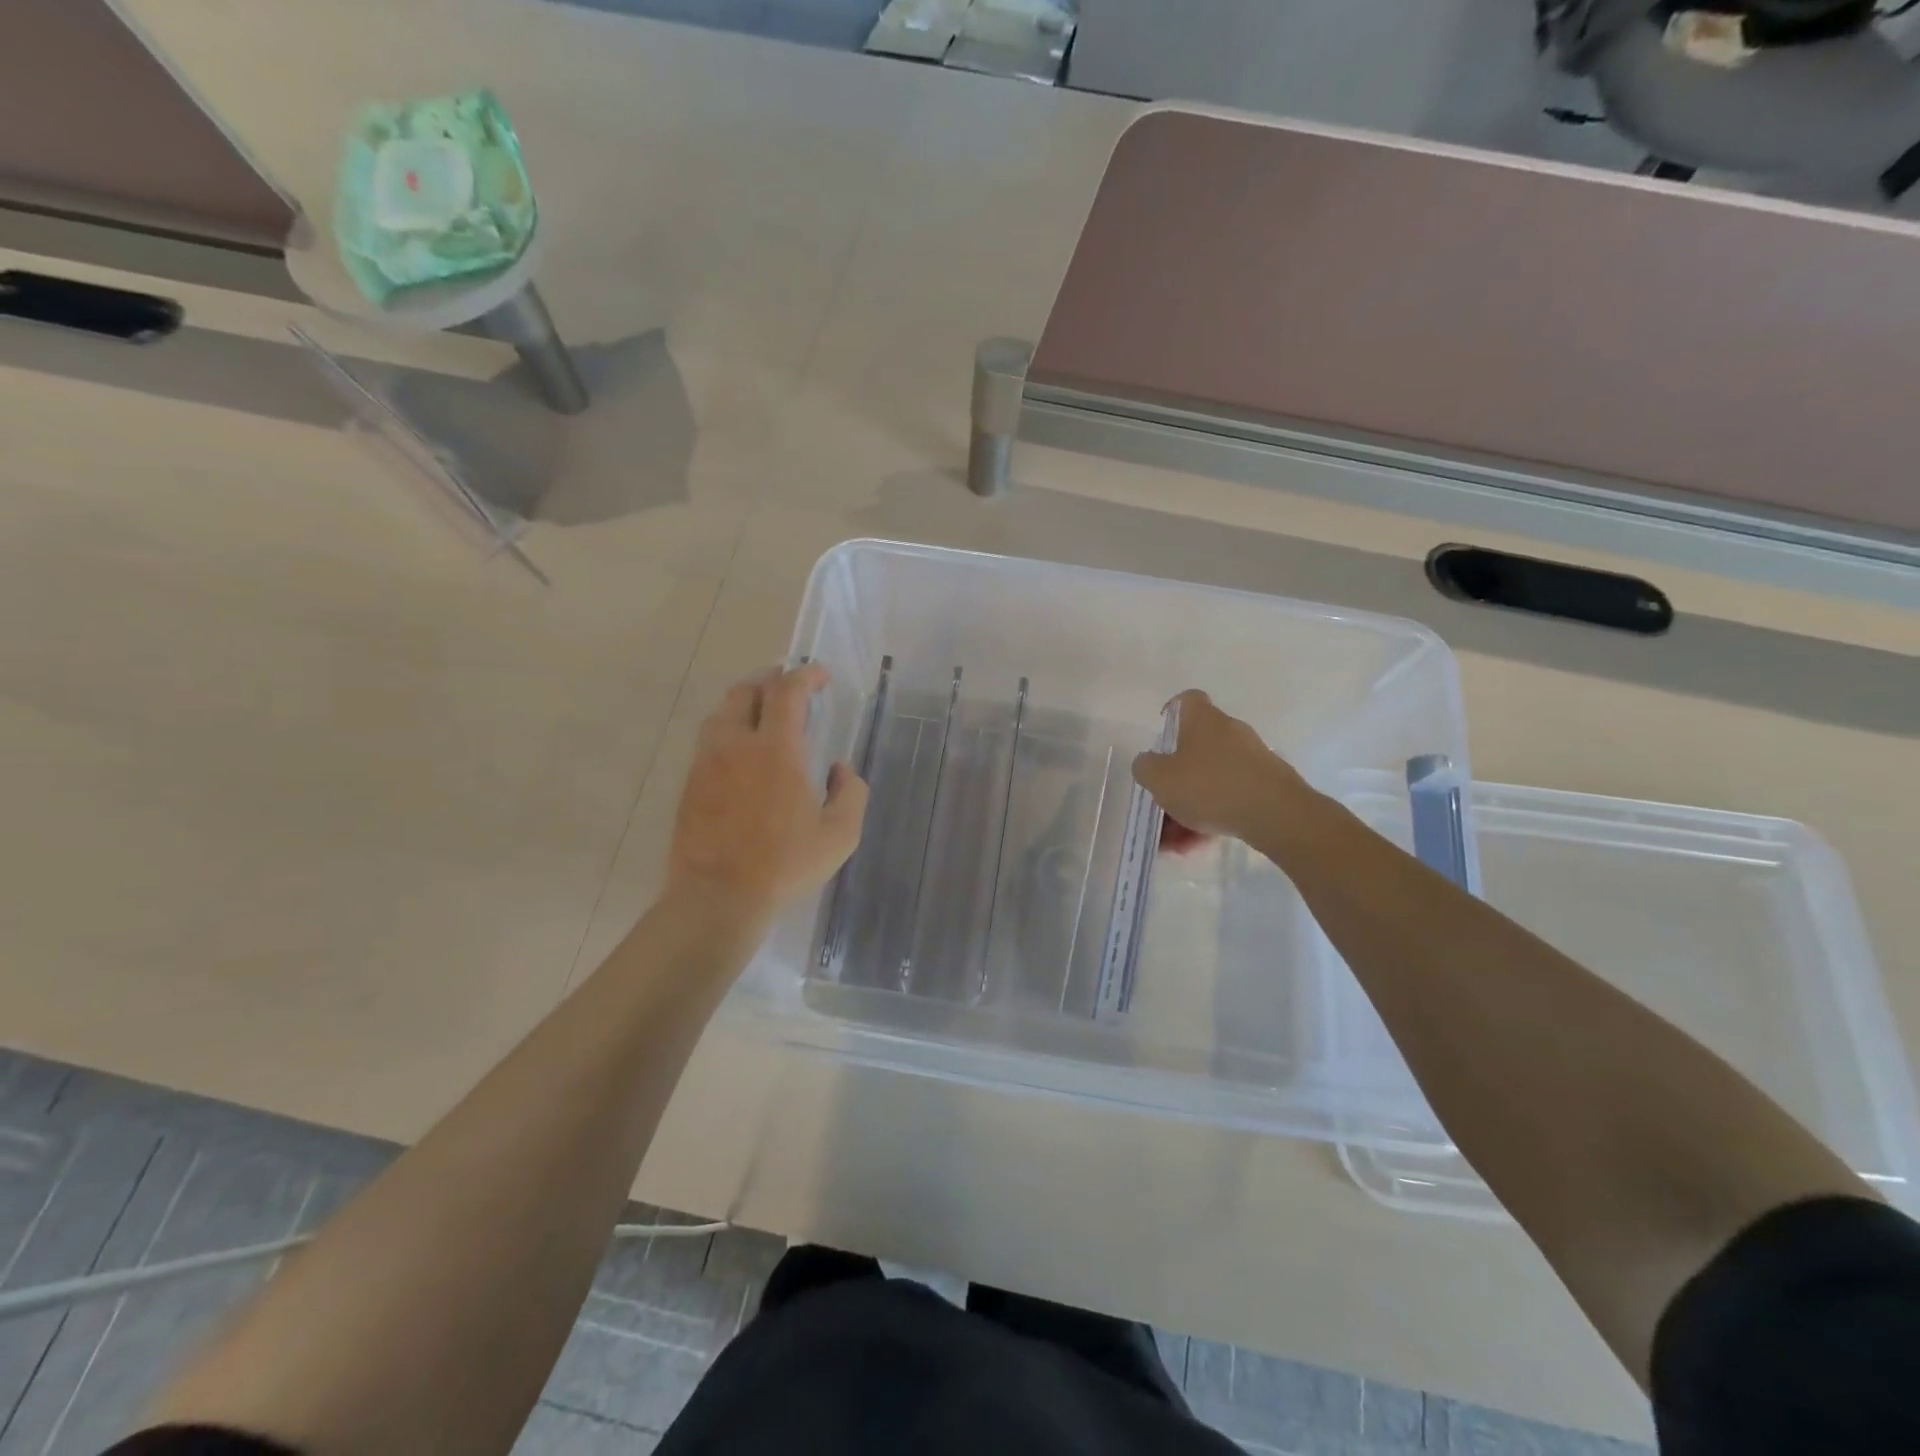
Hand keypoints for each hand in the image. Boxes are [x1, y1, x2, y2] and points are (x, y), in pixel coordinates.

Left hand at [667, 664, 867, 921]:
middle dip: (771, 680)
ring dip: (745, 703)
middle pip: (747, 690)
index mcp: (777, 750)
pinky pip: (708, 740)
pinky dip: (728, 730)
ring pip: (722, 712)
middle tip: (790, 688)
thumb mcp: (840, 835)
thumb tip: (840, 769)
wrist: (718, 897)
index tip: (820, 676)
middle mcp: (737, 745)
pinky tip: (741, 752)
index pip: (787, 692)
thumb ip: (851, 793)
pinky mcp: (691, 783)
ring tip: (764, 715)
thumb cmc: (785, 865)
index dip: (805, 675)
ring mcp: (708, 762)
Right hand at [1131, 689, 1313, 847]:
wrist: (1276, 814)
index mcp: (1203, 721)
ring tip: (1177, 841)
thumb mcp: (1160, 778)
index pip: (1186, 701)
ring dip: (1191, 805)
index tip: (1160, 739)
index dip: (1170, 715)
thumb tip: (1148, 762)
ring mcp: (1252, 758)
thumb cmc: (1210, 787)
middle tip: (1162, 805)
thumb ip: (1145, 767)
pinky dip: (1213, 815)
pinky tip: (1200, 844)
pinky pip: (1230, 796)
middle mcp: (1230, 732)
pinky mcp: (1268, 785)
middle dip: (1176, 779)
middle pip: (1196, 747)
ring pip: (1211, 778)